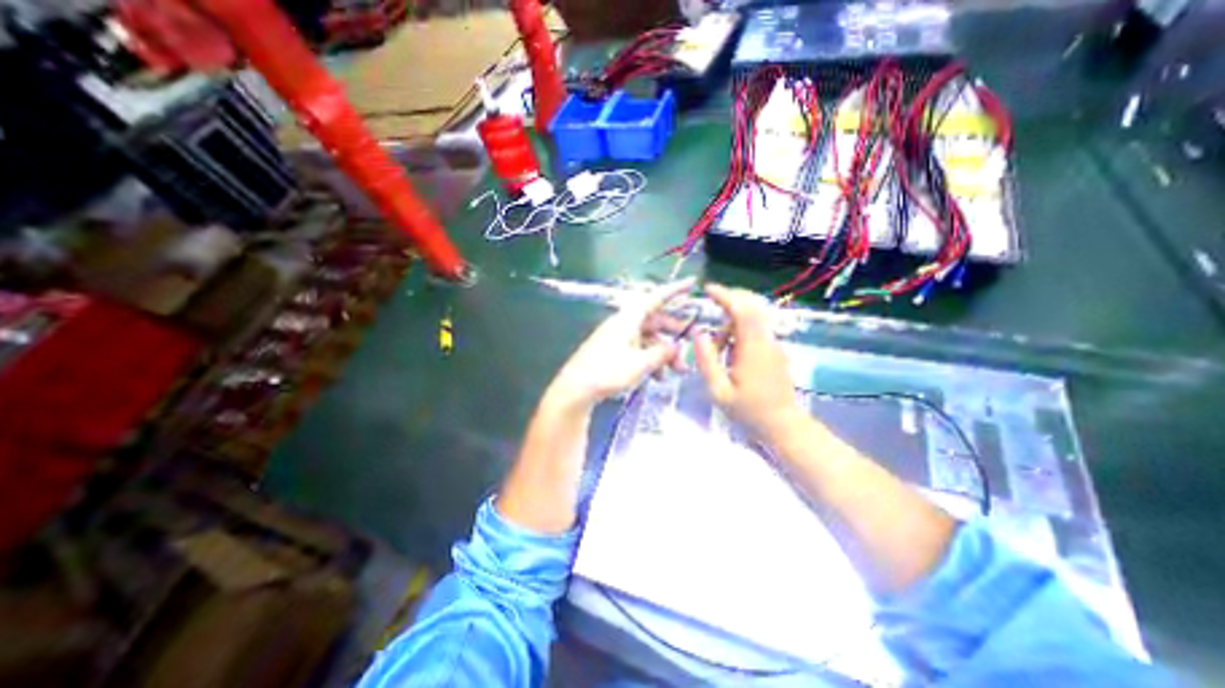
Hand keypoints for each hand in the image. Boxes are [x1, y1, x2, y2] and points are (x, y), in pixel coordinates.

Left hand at [549, 276, 692, 411]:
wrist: (575, 390)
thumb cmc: (608, 372)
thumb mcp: (640, 363)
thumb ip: (662, 353)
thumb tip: (677, 347)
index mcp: (628, 319)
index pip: (655, 298)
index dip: (674, 290)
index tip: (691, 283)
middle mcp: (624, 324)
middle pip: (655, 321)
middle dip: (674, 333)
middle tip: (693, 343)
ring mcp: (618, 338)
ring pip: (648, 339)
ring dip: (664, 352)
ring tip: (678, 371)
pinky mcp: (614, 352)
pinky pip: (639, 350)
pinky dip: (651, 360)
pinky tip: (659, 378)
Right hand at [692, 283, 812, 440]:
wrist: (783, 425)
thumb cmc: (748, 411)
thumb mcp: (718, 391)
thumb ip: (707, 361)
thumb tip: (699, 334)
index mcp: (752, 348)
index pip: (741, 310)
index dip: (725, 295)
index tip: (708, 289)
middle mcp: (766, 341)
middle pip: (751, 306)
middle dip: (730, 300)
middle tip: (711, 304)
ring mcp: (773, 345)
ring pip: (753, 318)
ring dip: (732, 323)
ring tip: (718, 349)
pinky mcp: (775, 351)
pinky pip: (756, 330)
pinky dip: (740, 332)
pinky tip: (731, 354)